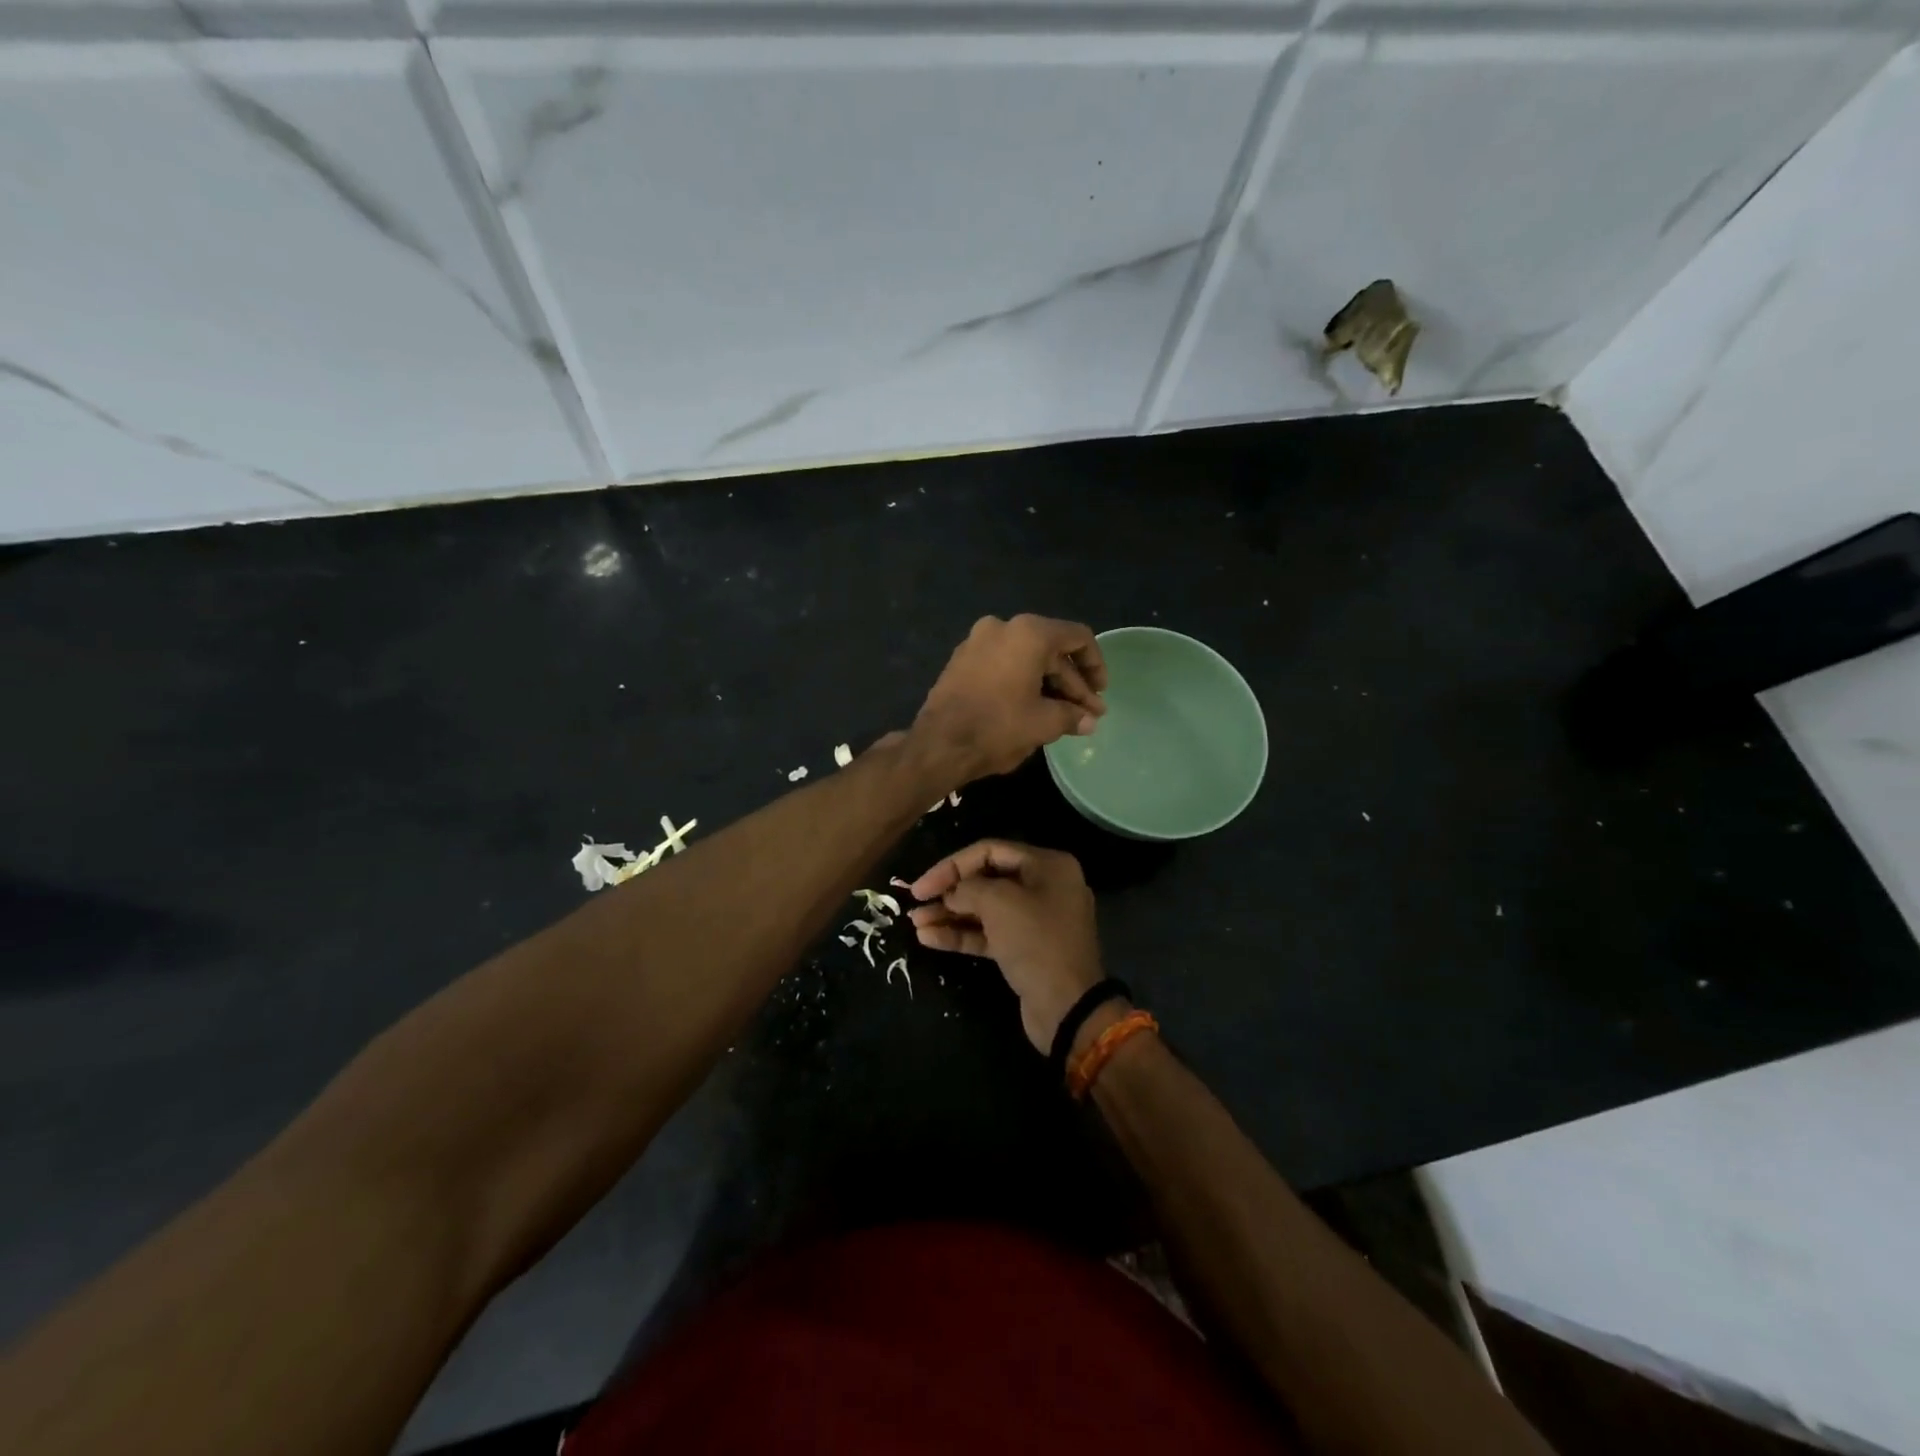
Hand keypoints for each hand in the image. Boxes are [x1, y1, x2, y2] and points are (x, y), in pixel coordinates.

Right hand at [909, 840, 1103, 1053]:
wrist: (1068, 1007)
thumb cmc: (1036, 942)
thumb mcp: (999, 904)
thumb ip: (968, 888)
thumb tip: (952, 893)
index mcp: (1047, 865)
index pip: (990, 851)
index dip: (952, 865)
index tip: (922, 885)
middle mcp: (1044, 887)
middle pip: (987, 879)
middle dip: (950, 891)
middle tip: (916, 904)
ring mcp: (1035, 920)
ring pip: (985, 909)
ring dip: (950, 914)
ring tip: (916, 922)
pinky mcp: (1025, 949)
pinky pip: (989, 934)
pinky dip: (962, 934)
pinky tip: (929, 938)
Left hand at [911, 615, 1106, 783]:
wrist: (938, 744)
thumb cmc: (998, 727)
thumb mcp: (1044, 723)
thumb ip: (1072, 716)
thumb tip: (1088, 721)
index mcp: (1028, 633)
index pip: (1077, 638)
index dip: (1095, 665)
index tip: (1100, 693)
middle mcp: (1002, 627)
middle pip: (1051, 650)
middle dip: (1071, 683)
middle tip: (1087, 713)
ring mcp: (977, 641)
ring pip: (1026, 658)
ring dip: (1048, 685)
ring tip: (1064, 716)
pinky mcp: (961, 660)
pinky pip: (1003, 664)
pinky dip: (1022, 682)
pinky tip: (1033, 708)